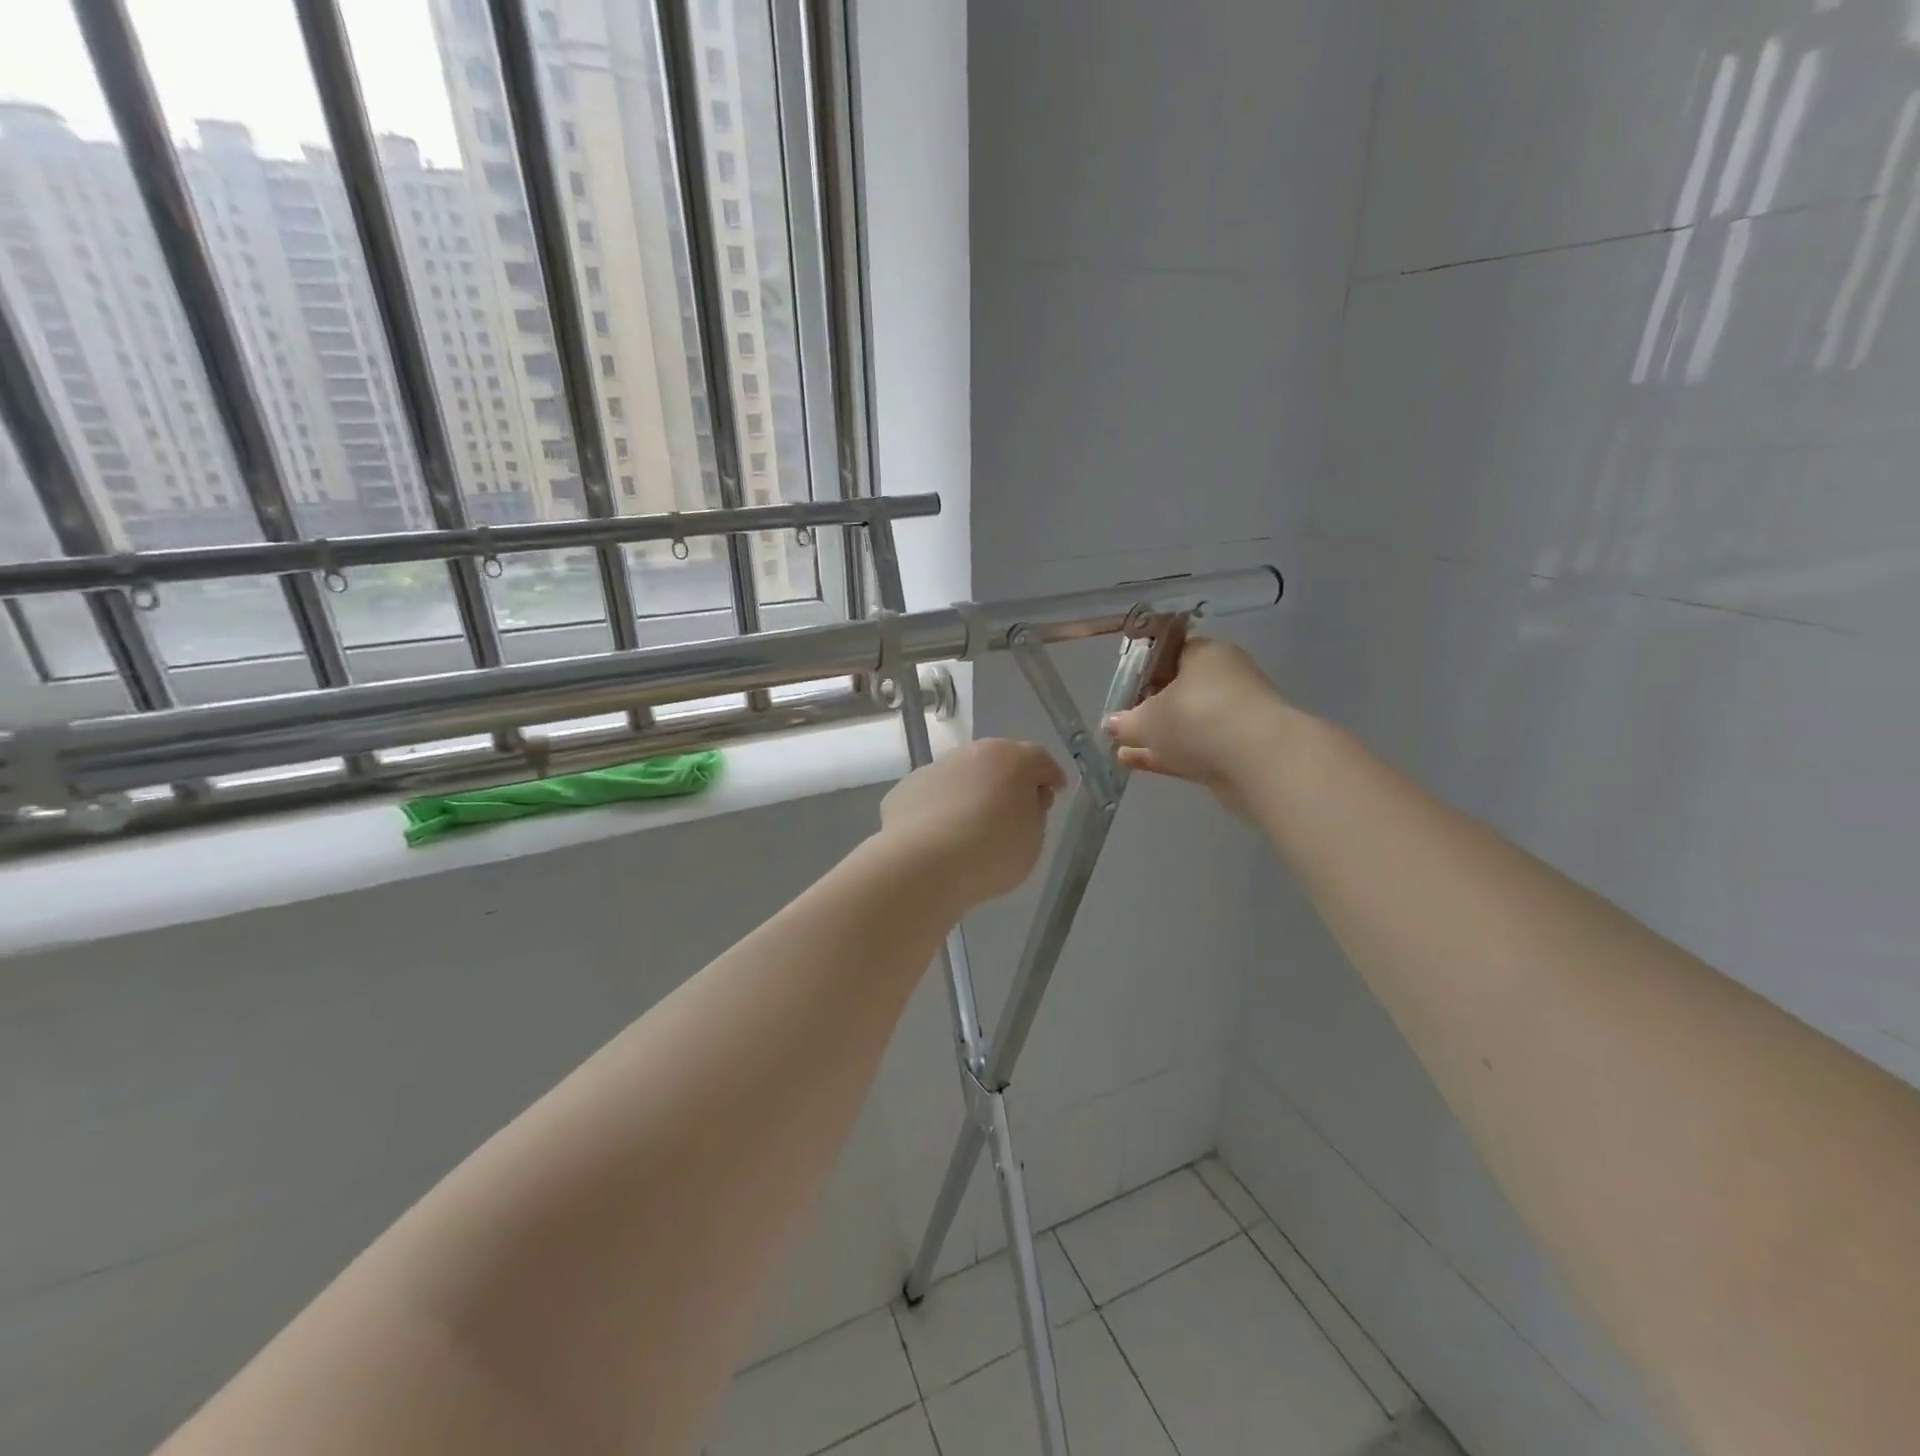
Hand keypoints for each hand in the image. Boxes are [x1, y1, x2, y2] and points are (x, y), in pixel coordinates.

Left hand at [877, 739, 1066, 910]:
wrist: (923, 866)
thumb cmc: (992, 851)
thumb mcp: (1033, 839)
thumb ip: (1034, 813)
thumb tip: (1026, 799)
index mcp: (1011, 758)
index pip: (1039, 760)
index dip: (1050, 776)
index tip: (1055, 792)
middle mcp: (970, 753)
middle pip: (997, 762)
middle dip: (1008, 780)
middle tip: (1015, 809)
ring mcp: (934, 768)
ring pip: (961, 777)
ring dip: (971, 793)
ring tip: (973, 827)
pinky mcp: (904, 789)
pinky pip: (932, 797)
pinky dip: (940, 810)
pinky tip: (940, 837)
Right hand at [1104, 637, 1292, 818]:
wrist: (1258, 761)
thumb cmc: (1197, 718)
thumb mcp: (1148, 718)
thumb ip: (1126, 721)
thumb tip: (1110, 723)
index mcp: (1206, 655)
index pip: (1171, 652)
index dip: (1144, 669)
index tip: (1123, 687)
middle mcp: (1224, 680)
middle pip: (1178, 690)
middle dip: (1149, 707)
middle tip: (1120, 720)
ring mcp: (1233, 718)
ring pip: (1186, 724)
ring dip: (1156, 736)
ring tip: (1120, 747)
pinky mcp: (1236, 751)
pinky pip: (1194, 748)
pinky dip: (1167, 754)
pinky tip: (1134, 763)